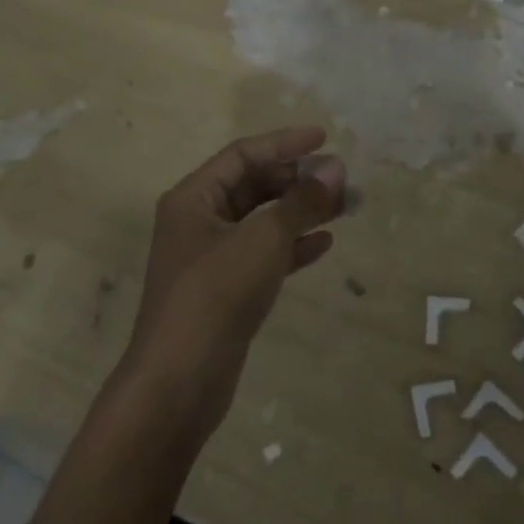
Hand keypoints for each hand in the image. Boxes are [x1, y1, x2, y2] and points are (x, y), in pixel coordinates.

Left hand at [120, 127, 345, 435]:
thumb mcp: (263, 239)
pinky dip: (291, 246)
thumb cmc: (216, 295)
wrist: (179, 384)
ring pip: (262, 222)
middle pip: (253, 186)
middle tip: (341, 179)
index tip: (324, 139)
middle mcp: (198, 221)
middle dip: (297, 181)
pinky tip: (324, 243)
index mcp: (194, 198)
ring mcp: (211, 258)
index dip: (284, 144)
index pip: (243, 155)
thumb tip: (336, 168)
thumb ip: (301, 201)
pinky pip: (263, 255)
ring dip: (301, 212)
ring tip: (344, 207)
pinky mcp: (225, 290)